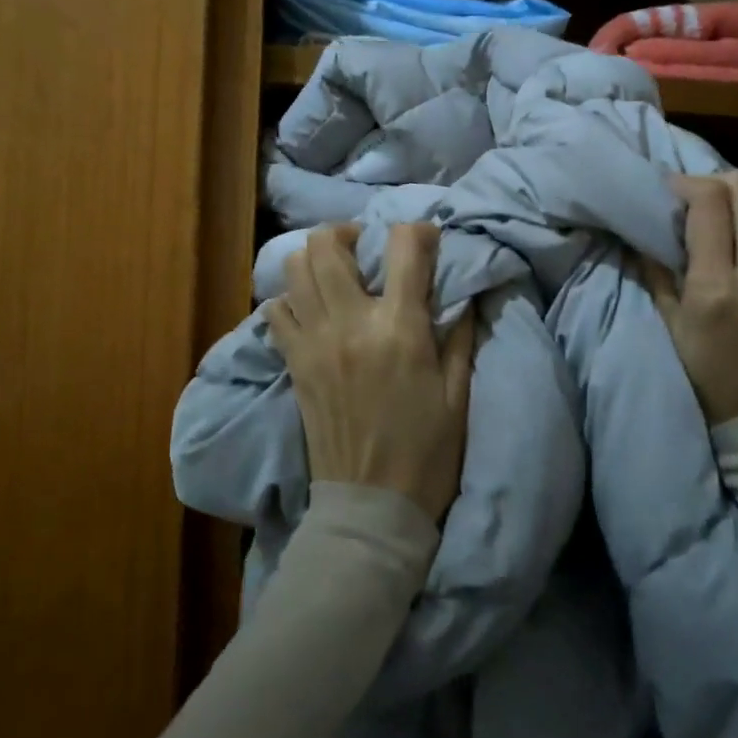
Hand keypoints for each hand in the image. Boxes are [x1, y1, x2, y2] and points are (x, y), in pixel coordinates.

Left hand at [264, 222, 474, 521]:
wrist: (372, 505)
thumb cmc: (428, 452)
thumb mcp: (458, 394)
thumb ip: (459, 336)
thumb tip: (462, 293)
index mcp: (400, 329)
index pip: (404, 248)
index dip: (418, 231)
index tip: (426, 239)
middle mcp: (350, 323)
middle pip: (327, 244)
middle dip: (348, 231)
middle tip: (364, 247)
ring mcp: (314, 342)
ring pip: (294, 269)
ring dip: (315, 258)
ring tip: (335, 272)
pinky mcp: (294, 364)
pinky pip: (275, 312)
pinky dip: (290, 299)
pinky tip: (311, 310)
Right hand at [640, 171, 737, 425]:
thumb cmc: (710, 383)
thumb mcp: (672, 332)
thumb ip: (659, 276)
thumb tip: (648, 235)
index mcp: (716, 288)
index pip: (709, 203)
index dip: (685, 184)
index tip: (669, 191)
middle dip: (716, 182)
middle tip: (699, 200)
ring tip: (733, 214)